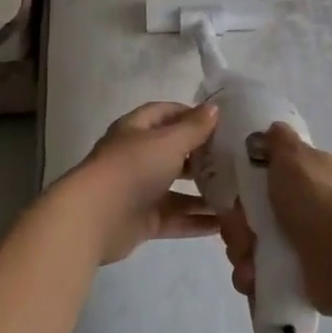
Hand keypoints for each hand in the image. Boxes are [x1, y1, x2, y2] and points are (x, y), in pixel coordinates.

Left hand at [64, 101, 221, 264]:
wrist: (94, 218)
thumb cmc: (132, 168)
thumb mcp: (168, 142)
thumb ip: (194, 128)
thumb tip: (214, 108)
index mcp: (137, 130)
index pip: (166, 113)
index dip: (192, 114)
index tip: (221, 123)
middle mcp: (138, 157)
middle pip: (174, 152)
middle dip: (203, 156)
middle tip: (236, 160)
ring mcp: (140, 190)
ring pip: (177, 189)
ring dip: (204, 192)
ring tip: (237, 194)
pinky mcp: (143, 220)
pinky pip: (175, 218)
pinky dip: (196, 221)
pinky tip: (223, 224)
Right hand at [217, 123, 331, 317]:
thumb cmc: (319, 201)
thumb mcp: (295, 158)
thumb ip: (279, 142)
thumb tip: (272, 129)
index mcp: (303, 177)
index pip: (259, 179)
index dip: (240, 188)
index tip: (233, 196)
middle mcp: (300, 208)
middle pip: (248, 216)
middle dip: (237, 228)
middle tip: (245, 234)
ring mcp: (297, 244)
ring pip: (249, 247)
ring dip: (241, 256)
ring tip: (250, 265)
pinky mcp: (294, 277)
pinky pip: (258, 277)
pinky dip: (250, 279)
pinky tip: (254, 280)